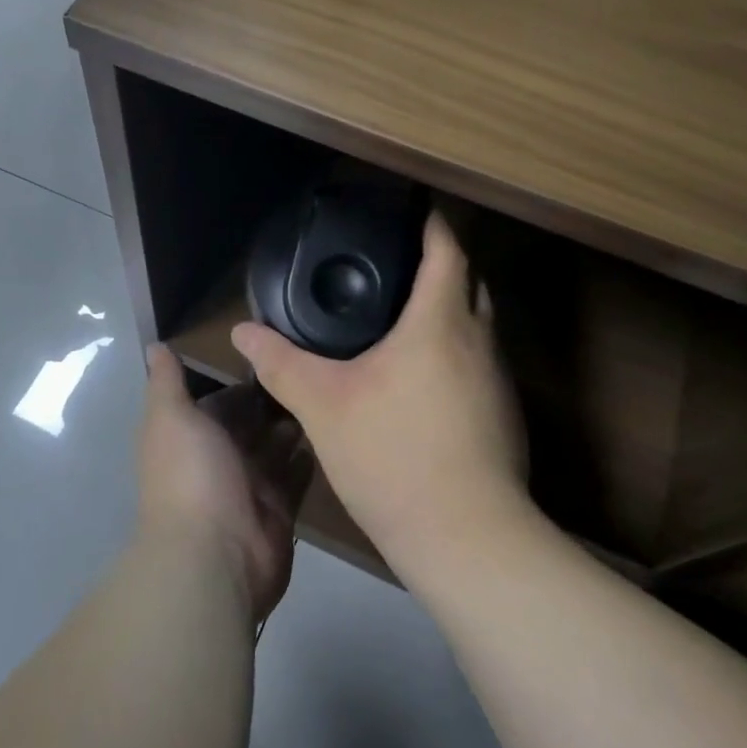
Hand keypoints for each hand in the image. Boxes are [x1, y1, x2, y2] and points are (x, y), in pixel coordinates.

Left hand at [137, 344, 311, 623]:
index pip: (220, 402)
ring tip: (323, 397)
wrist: (214, 556)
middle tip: (310, 370)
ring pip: (275, 450)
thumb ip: (166, 382)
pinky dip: (307, 462)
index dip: (242, 381)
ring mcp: (249, 489)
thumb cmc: (191, 476)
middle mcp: (219, 461)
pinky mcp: (278, 511)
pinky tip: (329, 436)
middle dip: (273, 402)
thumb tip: (154, 345)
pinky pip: (296, 480)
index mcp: (191, 438)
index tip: (274, 352)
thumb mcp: (172, 417)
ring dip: (293, 427)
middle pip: (250, 425)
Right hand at [230, 212, 529, 585]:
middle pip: (471, 281)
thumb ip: (281, 364)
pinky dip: (457, 350)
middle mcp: (480, 341)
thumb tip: (241, 333)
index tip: (414, 208)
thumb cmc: (394, 455)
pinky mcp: (505, 417)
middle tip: (400, 259)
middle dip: (443, 263)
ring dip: (452, 309)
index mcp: (441, 323)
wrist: (467, 539)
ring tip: (407, 312)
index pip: (448, 251)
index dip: (433, 224)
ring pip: (480, 324)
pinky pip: (481, 362)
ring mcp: (499, 381)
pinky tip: (424, 376)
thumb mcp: (323, 406)